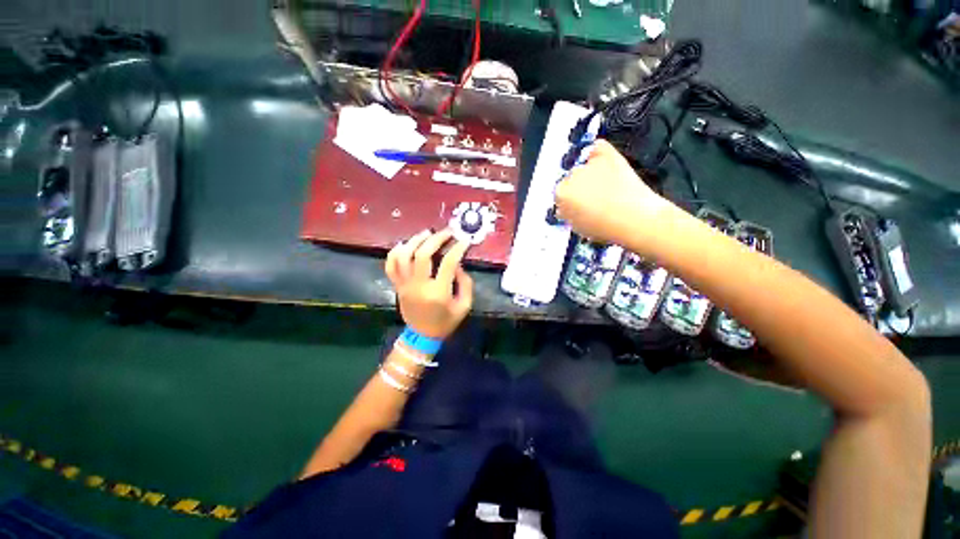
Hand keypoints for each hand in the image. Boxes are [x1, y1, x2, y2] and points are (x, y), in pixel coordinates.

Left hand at [385, 229, 473, 339]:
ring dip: (415, 241)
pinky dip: (395, 252)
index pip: (448, 263)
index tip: (464, 240)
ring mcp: (405, 285)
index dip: (457, 248)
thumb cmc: (446, 322)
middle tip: (446, 232)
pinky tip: (405, 244)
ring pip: (404, 256)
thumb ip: (465, 284)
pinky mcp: (397, 285)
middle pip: (423, 255)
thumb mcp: (464, 306)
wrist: (422, 336)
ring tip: (426, 233)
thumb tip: (457, 263)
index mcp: (438, 293)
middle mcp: (419, 286)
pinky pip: (390, 265)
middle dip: (436, 239)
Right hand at [554, 139, 674, 245]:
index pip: (560, 194)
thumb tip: (566, 207)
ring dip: (590, 174)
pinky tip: (606, 165)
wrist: (636, 219)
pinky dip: (599, 154)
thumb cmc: (605, 228)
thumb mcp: (577, 227)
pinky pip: (597, 148)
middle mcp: (571, 176)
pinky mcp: (607, 154)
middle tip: (592, 197)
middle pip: (571, 179)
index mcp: (561, 194)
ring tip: (606, 186)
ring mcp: (589, 164)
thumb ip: (567, 213)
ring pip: (583, 166)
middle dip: (579, 187)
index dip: (569, 201)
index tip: (577, 206)